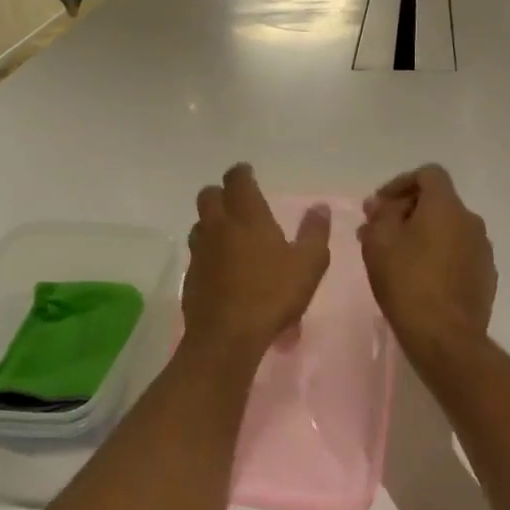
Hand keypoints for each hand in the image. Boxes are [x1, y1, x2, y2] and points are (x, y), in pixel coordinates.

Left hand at [184, 164, 331, 356]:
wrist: (226, 336)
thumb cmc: (272, 294)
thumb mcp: (308, 264)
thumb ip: (314, 232)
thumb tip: (319, 207)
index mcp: (247, 215)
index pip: (237, 179)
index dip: (242, 173)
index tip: (249, 174)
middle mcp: (218, 226)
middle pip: (209, 195)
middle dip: (222, 194)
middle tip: (239, 204)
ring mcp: (200, 250)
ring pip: (200, 224)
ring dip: (212, 222)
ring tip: (231, 235)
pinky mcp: (190, 275)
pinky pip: (197, 252)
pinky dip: (209, 252)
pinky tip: (223, 268)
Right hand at [358, 165, 495, 349]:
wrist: (445, 336)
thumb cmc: (406, 282)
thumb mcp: (378, 243)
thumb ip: (379, 215)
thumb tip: (381, 204)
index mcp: (446, 206)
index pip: (428, 174)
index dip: (400, 183)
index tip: (379, 206)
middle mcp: (470, 221)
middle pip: (437, 203)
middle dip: (407, 212)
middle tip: (379, 234)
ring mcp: (483, 250)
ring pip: (448, 230)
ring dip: (423, 235)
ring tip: (396, 259)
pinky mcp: (486, 276)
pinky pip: (458, 254)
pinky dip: (439, 256)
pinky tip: (420, 279)